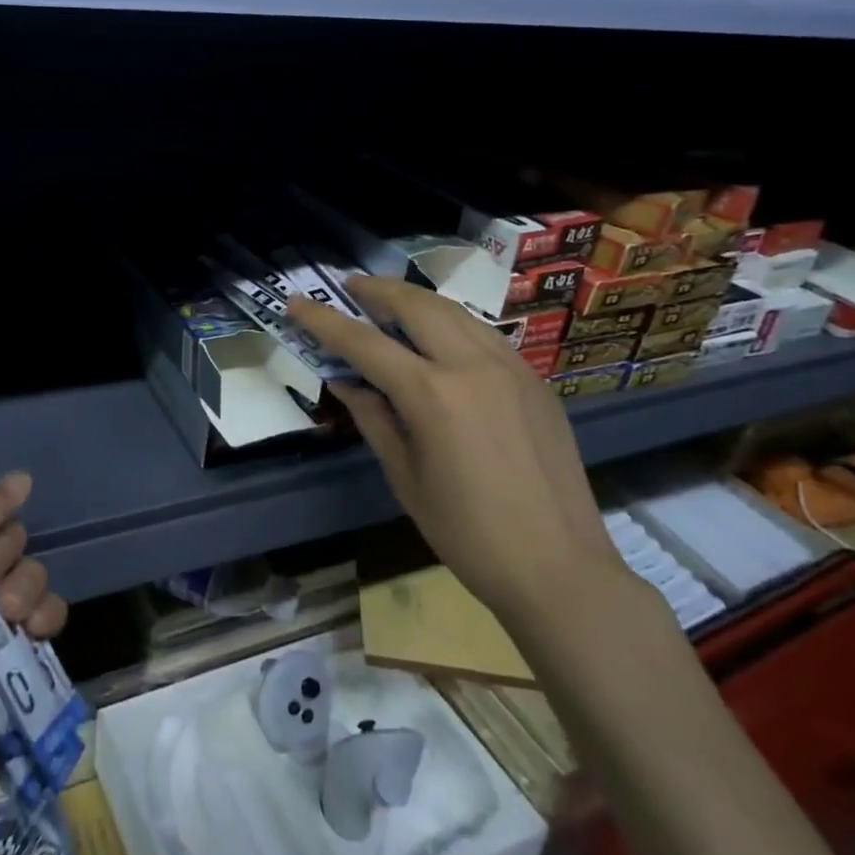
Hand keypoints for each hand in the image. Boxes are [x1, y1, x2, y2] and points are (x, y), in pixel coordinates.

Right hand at [287, 276, 624, 620]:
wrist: (559, 568)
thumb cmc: (467, 533)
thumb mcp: (405, 476)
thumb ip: (373, 417)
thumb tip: (345, 381)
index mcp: (432, 394)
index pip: (364, 343)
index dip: (324, 321)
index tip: (296, 302)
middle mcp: (472, 365)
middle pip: (416, 305)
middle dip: (377, 290)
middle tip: (349, 287)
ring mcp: (510, 367)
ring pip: (454, 311)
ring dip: (415, 300)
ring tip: (389, 303)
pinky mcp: (534, 379)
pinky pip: (484, 334)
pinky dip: (451, 323)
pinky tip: (439, 338)